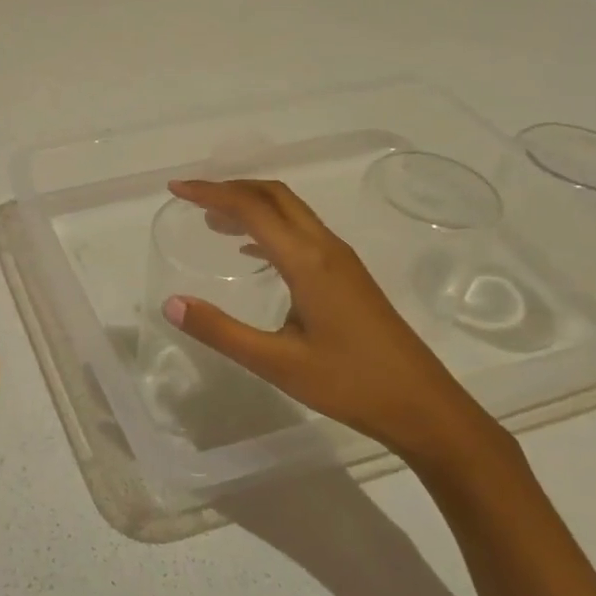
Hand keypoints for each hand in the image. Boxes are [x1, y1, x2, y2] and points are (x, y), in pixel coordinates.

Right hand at [161, 179, 492, 465]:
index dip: (210, 193)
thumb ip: (221, 331)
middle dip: (231, 189)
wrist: (425, 407)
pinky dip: (270, 227)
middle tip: (192, 199)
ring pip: (291, 211)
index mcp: (308, 260)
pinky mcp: (349, 276)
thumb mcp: (277, 363)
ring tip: (213, 221)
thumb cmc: (350, 384)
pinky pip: (302, 232)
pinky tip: (252, 254)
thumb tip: (171, 303)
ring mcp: (341, 260)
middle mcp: (326, 248)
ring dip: (251, 206)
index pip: (251, 208)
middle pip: (274, 196)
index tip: (176, 190)